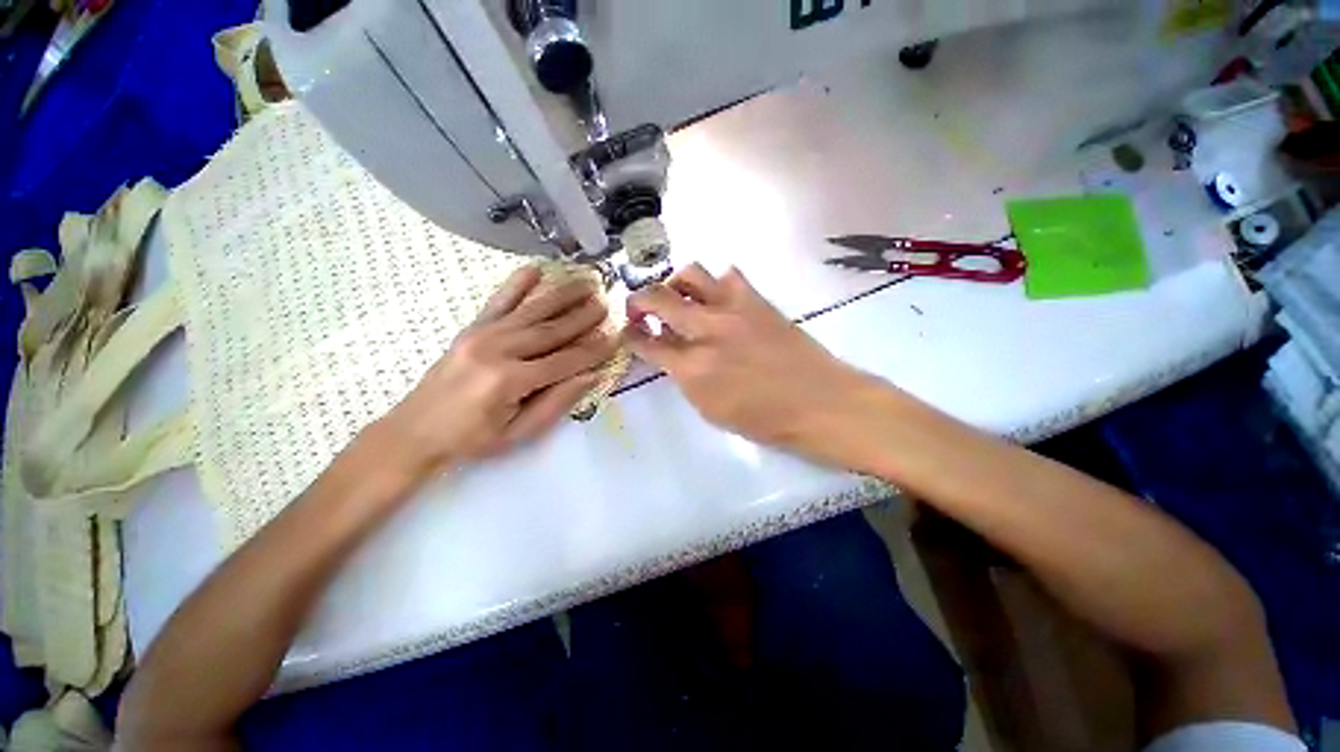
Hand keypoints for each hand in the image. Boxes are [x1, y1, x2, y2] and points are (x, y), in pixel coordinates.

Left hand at [383, 265, 616, 475]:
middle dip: (583, 316)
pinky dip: (517, 283)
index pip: (564, 361)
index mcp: (510, 380)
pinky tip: (535, 268)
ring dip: (562, 294)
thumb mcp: (519, 434)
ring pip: (532, 310)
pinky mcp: (472, 329)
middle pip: (551, 329)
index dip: (593, 350)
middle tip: (607, 302)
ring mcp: (483, 335)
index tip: (615, 337)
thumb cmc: (472, 439)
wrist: (415, 431)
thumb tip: (590, 376)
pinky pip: (499, 301)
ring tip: (587, 281)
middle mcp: (498, 349)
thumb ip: (556, 403)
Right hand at [625, 264, 886, 465]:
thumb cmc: (764, 419)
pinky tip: (718, 299)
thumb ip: (685, 378)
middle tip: (639, 309)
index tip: (627, 331)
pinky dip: (716, 284)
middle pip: (658, 297)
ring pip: (691, 273)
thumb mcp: (711, 410)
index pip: (647, 343)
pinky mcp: (757, 300)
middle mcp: (707, 330)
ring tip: (678, 298)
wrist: (820, 402)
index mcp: (693, 368)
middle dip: (639, 300)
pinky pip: (729, 275)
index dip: (631, 335)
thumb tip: (672, 354)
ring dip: (675, 284)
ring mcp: (733, 309)